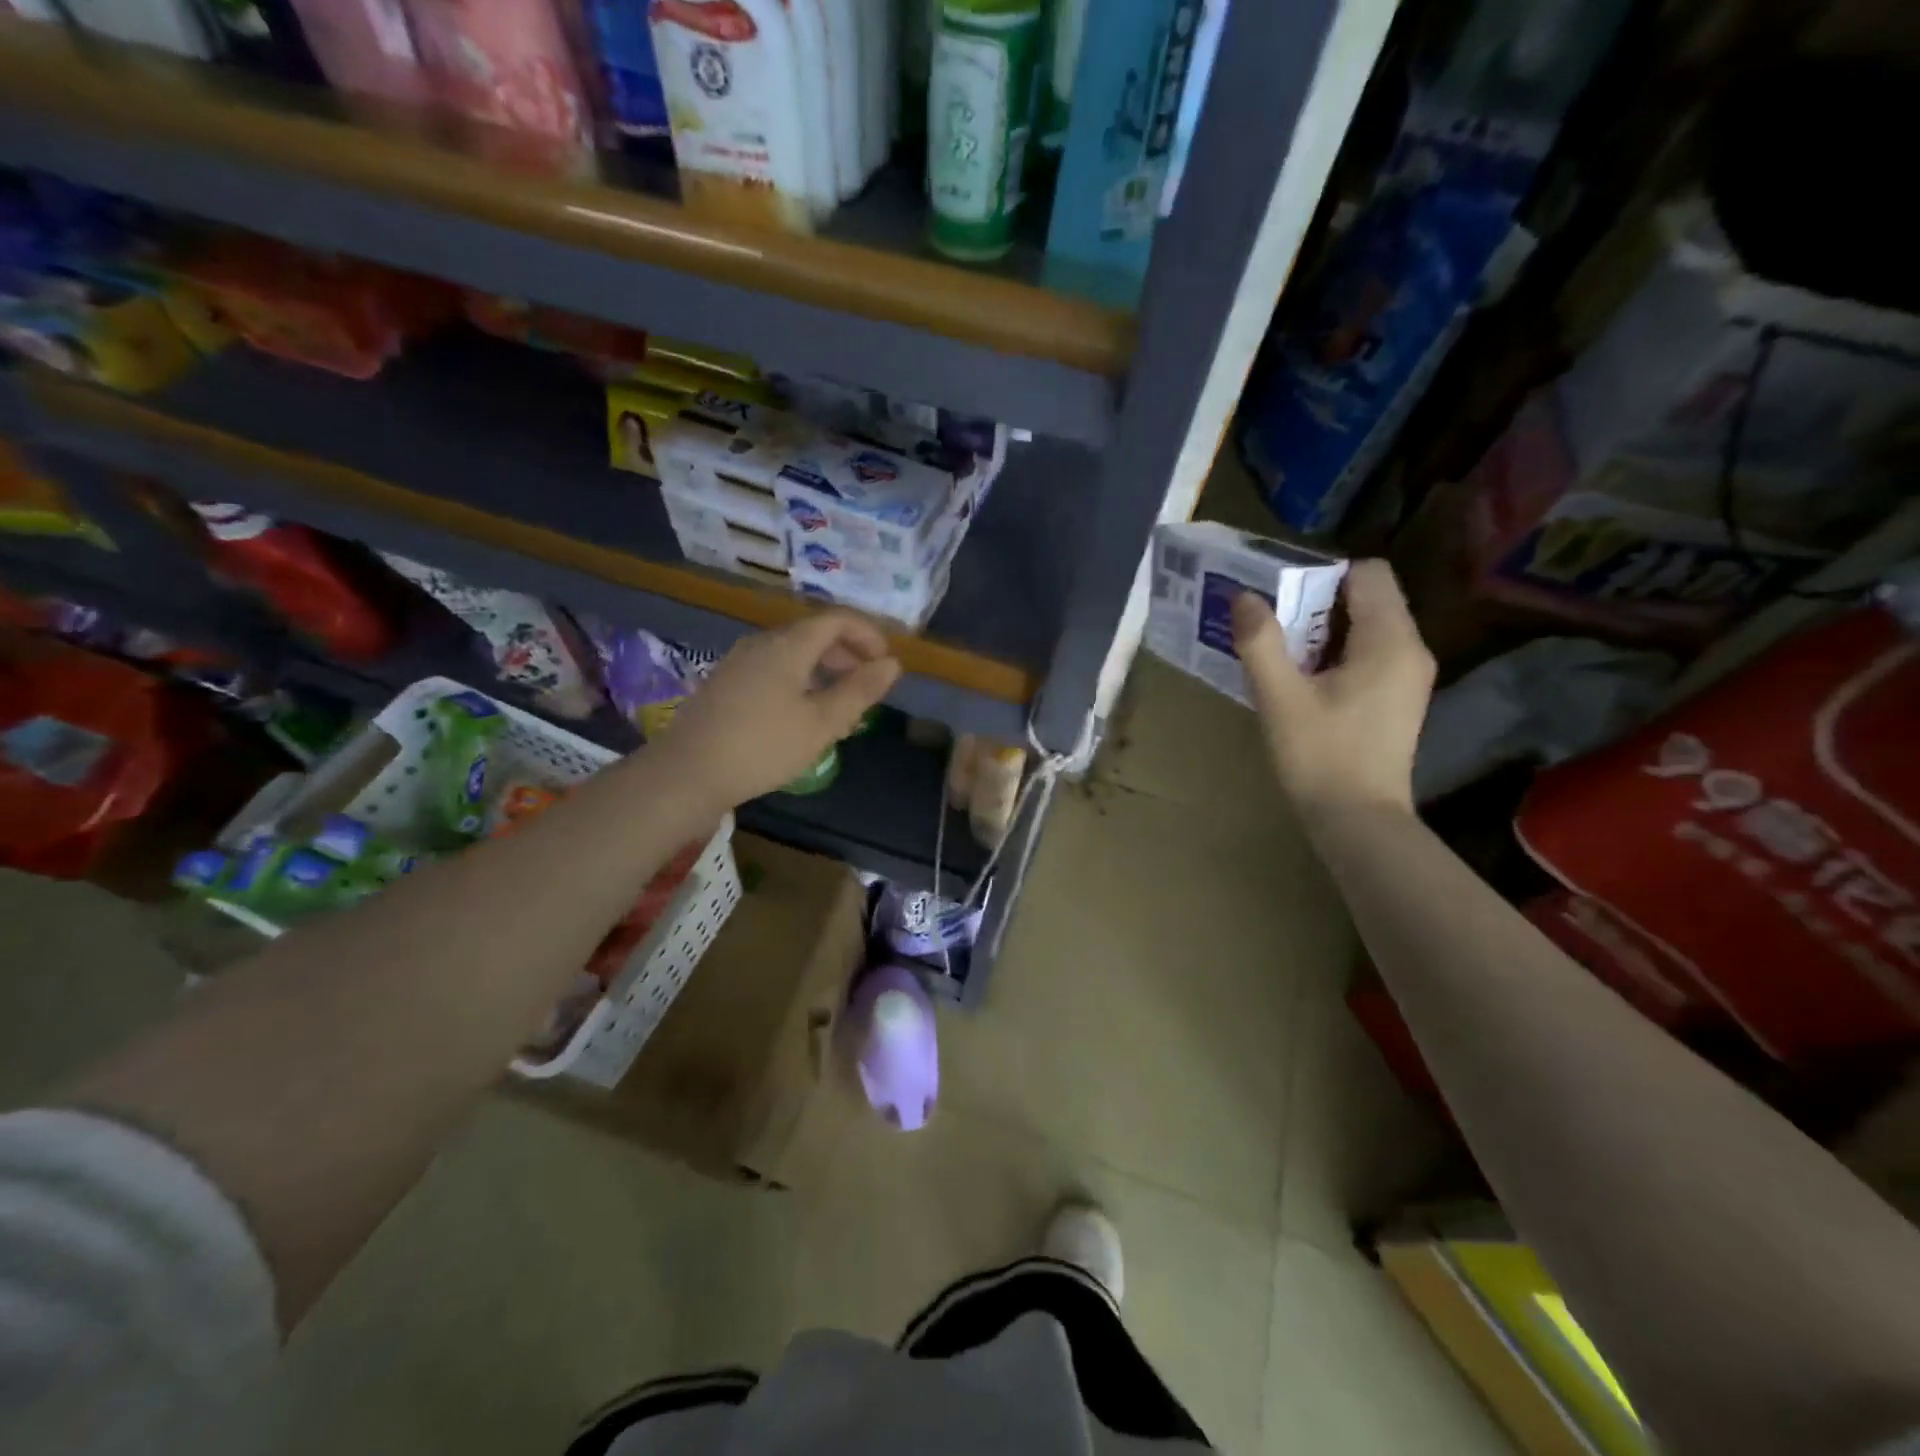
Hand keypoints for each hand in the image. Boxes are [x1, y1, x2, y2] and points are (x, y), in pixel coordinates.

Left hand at [656, 609, 901, 808]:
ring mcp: (739, 662)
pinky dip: (799, 680)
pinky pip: (773, 669)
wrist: (687, 773)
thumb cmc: (763, 747)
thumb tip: (891, 664)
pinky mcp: (725, 683)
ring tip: (840, 707)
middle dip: (847, 654)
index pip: (836, 619)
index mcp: (788, 645)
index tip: (885, 662)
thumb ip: (859, 691)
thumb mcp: (822, 723)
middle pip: (813, 634)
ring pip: (792, 653)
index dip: (867, 634)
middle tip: (867, 686)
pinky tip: (801, 715)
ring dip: (824, 670)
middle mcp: (762, 643)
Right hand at [1231, 559, 1434, 819]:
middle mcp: (1410, 649)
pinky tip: (1305, 682)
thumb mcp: (1280, 698)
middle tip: (1272, 625)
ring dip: (1324, 631)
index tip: (1283, 598)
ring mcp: (1409, 676)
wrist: (1358, 821)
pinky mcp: (1399, 699)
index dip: (1324, 575)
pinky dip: (1337, 654)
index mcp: (1389, 640)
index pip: (1369, 573)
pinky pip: (1370, 654)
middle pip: (1368, 598)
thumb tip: (1244, 596)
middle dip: (1318, 603)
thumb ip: (1261, 642)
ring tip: (1282, 654)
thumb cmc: (1320, 756)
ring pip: (1367, 627)